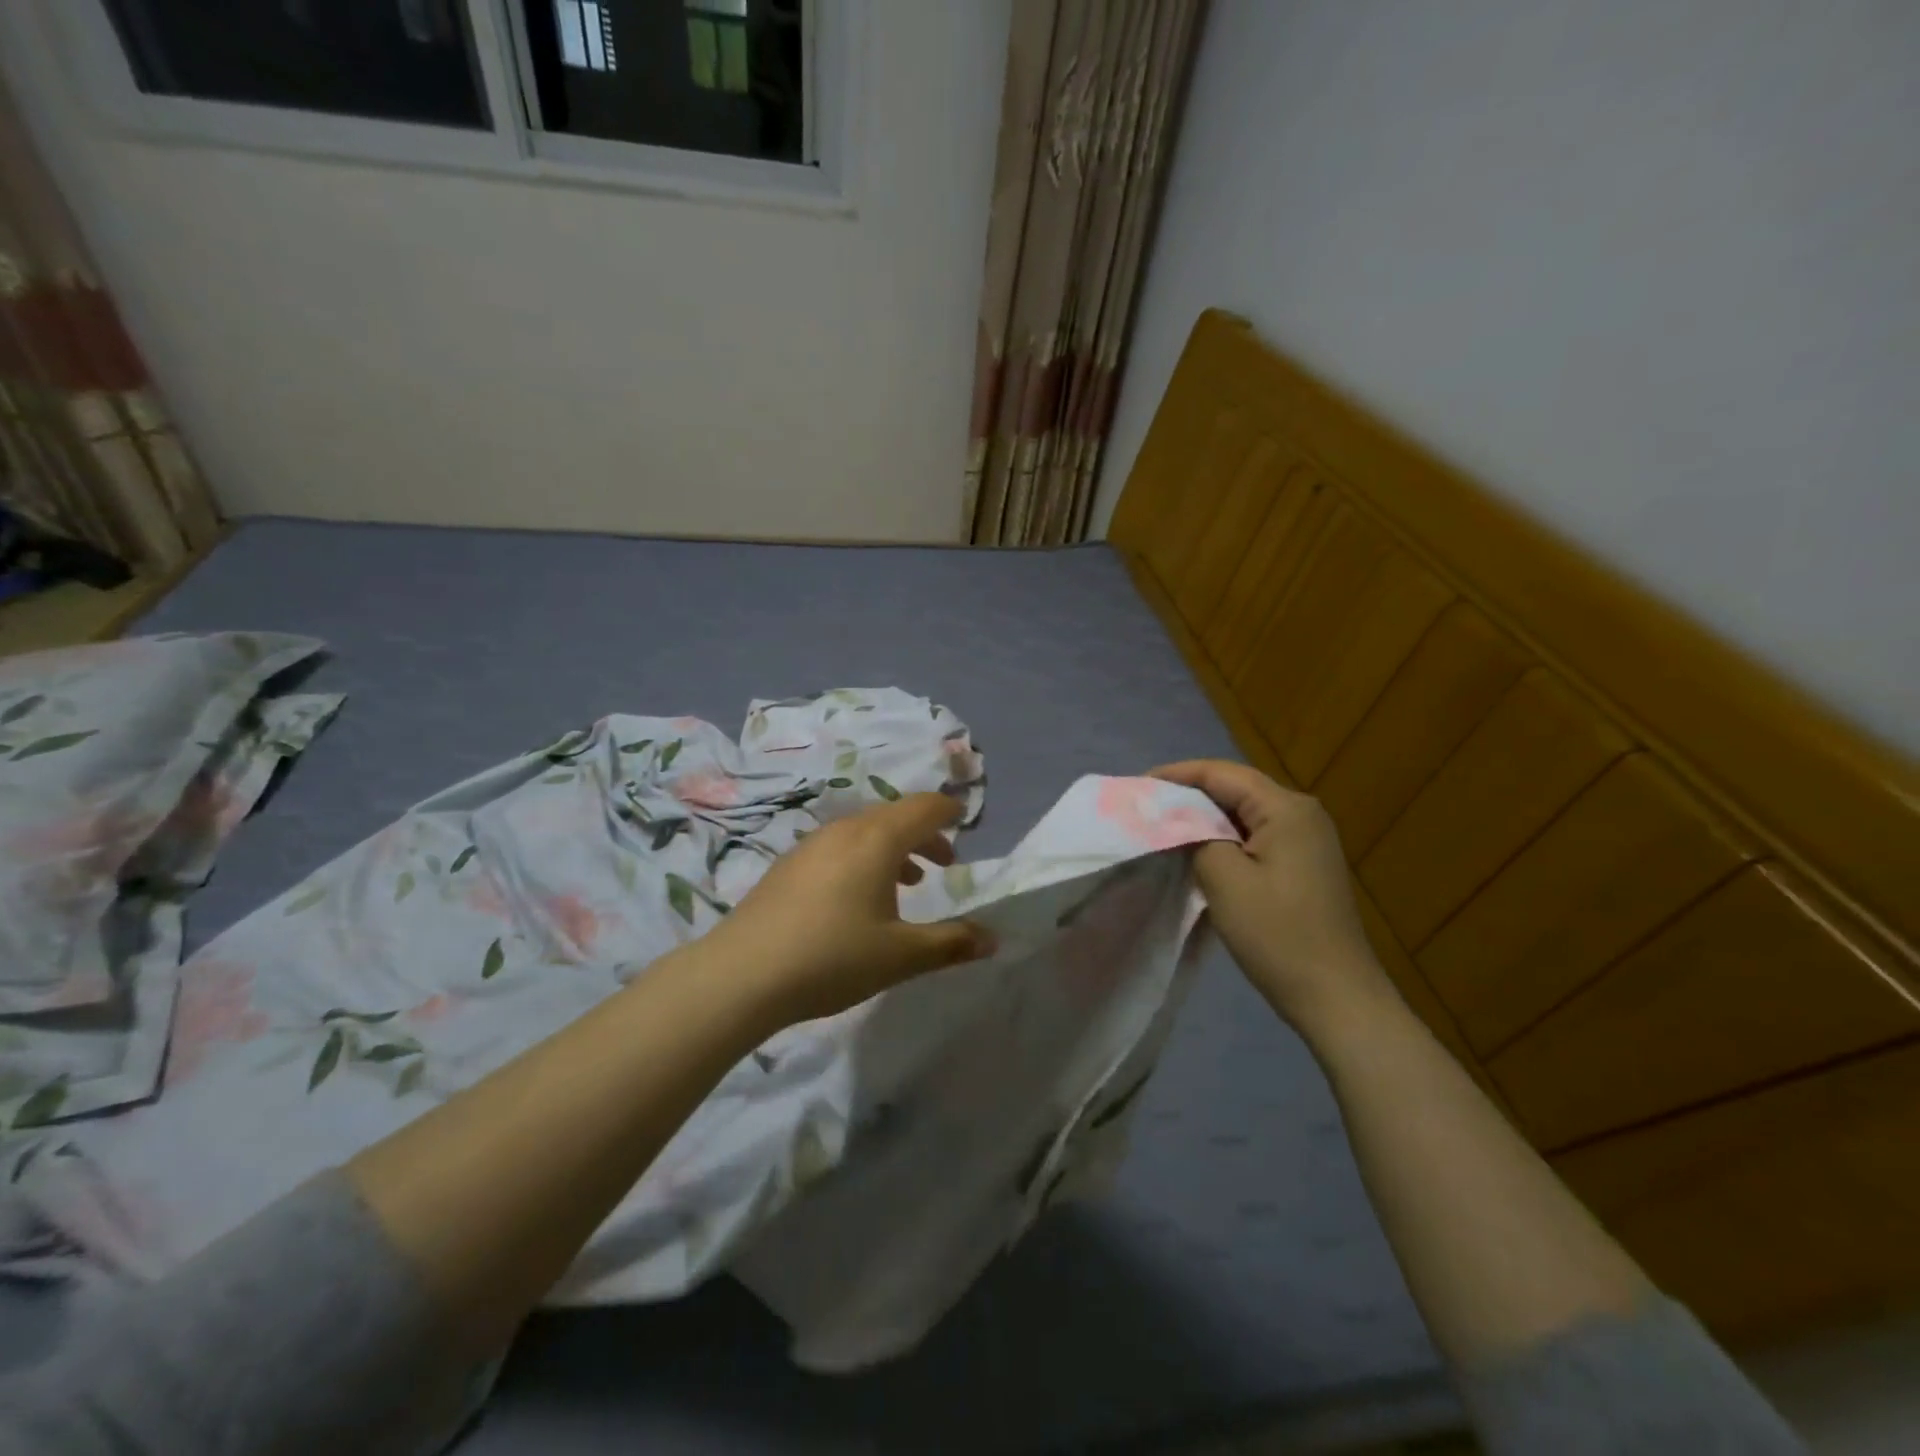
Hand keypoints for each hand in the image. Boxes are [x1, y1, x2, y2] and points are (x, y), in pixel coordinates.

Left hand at [704, 792, 995, 1024]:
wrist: (741, 974)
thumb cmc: (833, 957)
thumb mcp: (901, 955)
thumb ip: (951, 943)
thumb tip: (994, 938)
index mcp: (877, 839)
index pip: (924, 808)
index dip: (949, 811)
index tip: (965, 820)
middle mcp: (845, 830)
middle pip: (894, 815)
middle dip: (925, 834)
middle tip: (945, 862)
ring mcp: (811, 845)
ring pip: (864, 831)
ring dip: (894, 848)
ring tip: (909, 882)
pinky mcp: (788, 866)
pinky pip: (839, 847)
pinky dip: (864, 857)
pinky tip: (858, 897)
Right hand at [1150, 760, 1395, 1032]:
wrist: (1336, 996)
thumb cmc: (1278, 934)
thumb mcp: (1224, 880)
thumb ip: (1195, 837)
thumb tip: (1176, 818)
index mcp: (1286, 808)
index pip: (1222, 773)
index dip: (1177, 774)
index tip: (1137, 786)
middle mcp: (1301, 813)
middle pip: (1234, 789)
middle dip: (1188, 794)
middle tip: (1144, 806)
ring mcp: (1306, 839)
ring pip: (1243, 814)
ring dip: (1204, 818)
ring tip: (1162, 826)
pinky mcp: (1303, 864)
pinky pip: (1254, 836)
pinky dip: (1222, 838)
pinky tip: (1196, 851)